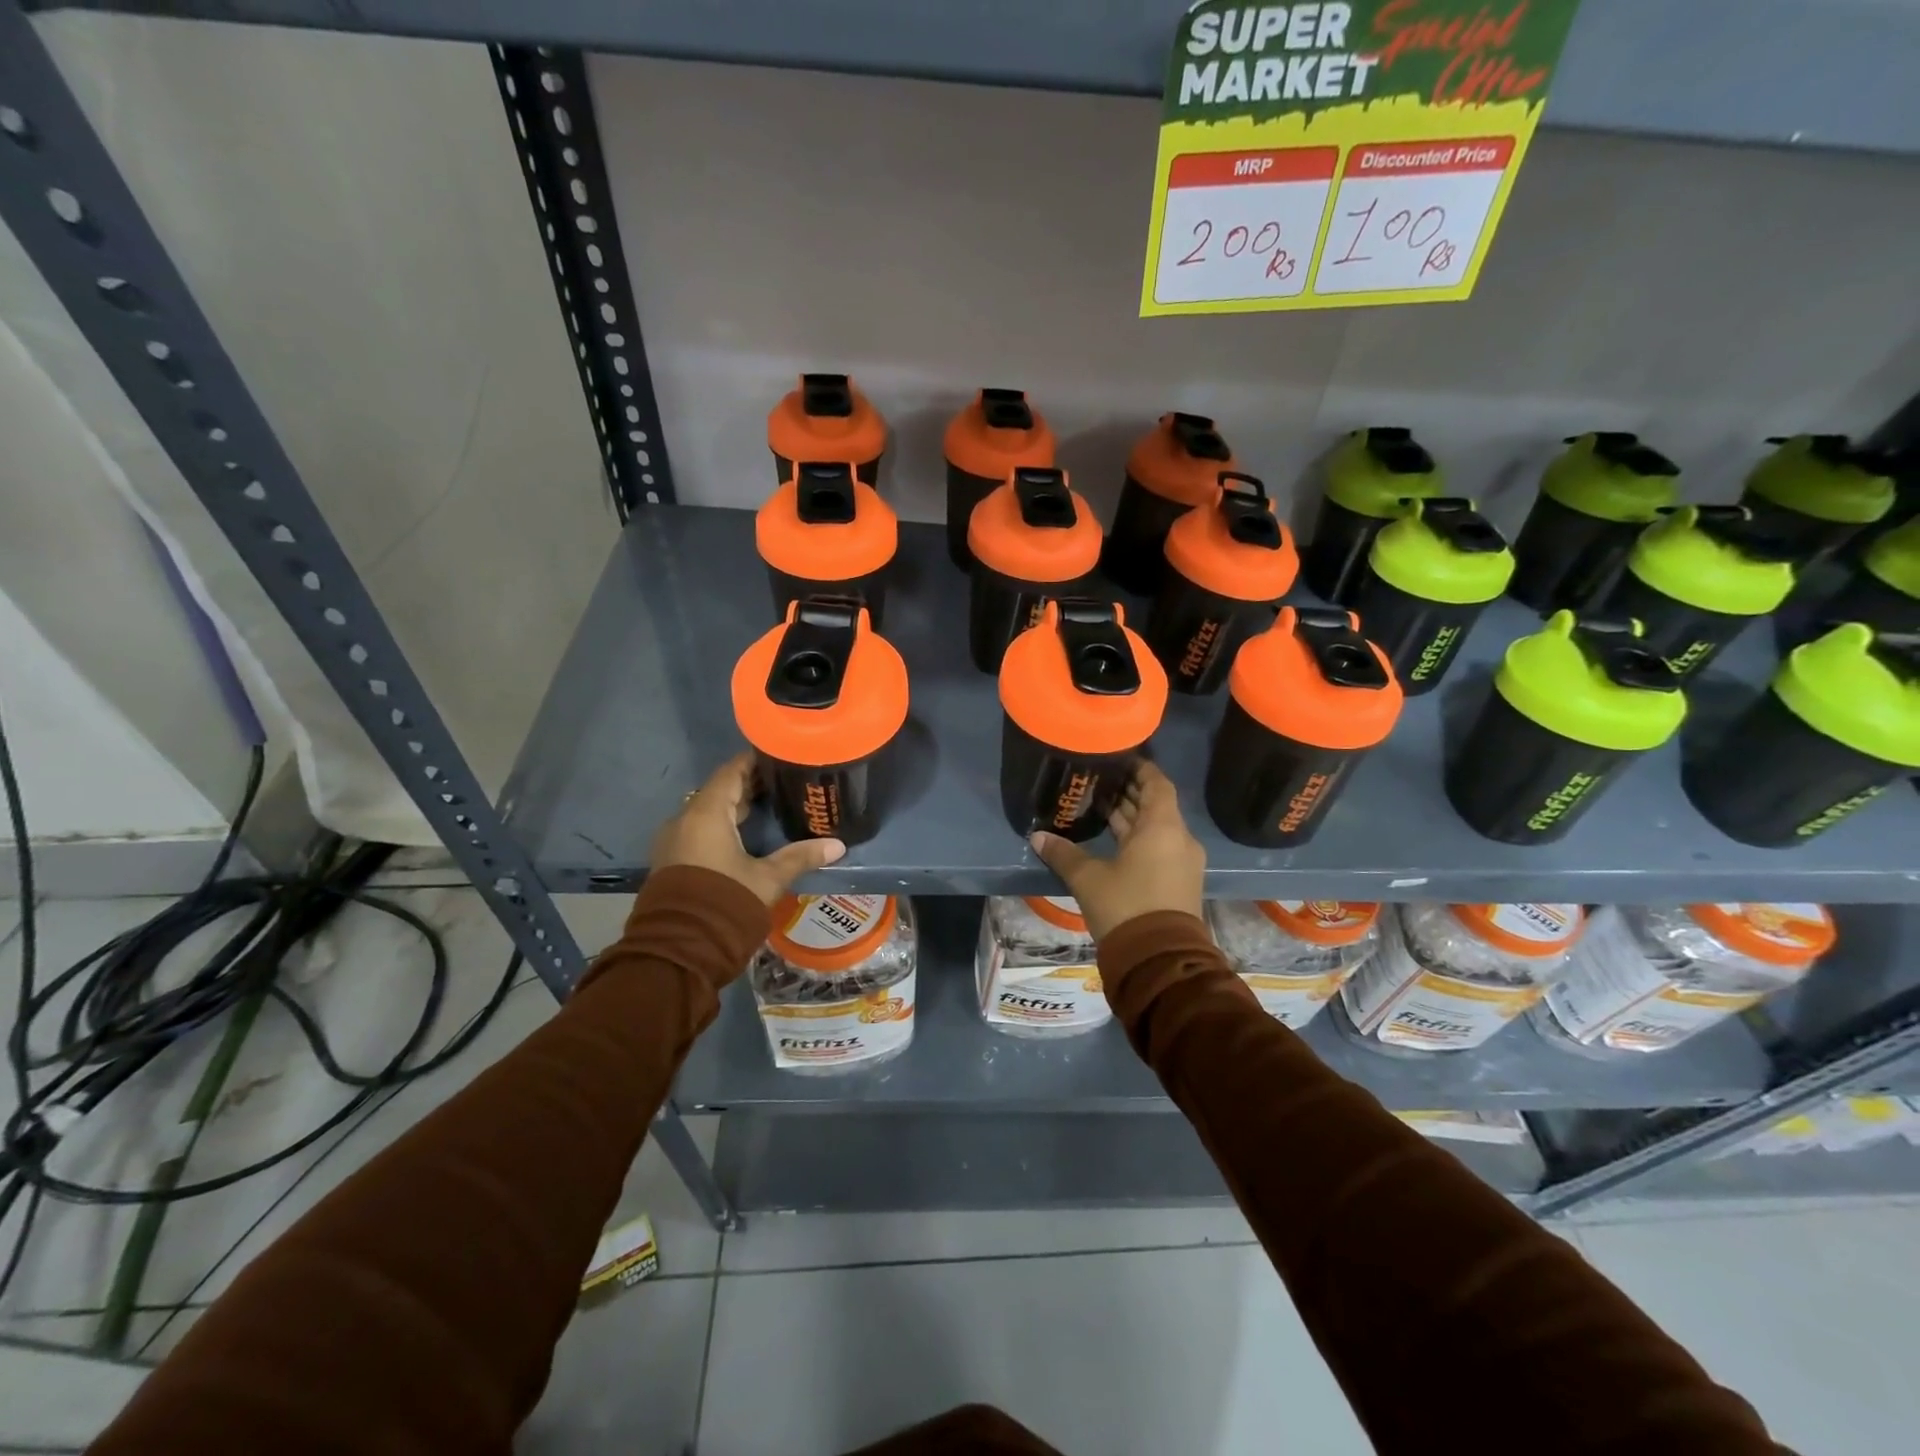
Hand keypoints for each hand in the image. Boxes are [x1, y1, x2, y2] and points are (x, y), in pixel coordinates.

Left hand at [652, 752, 844, 906]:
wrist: (679, 950)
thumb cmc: (726, 902)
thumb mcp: (768, 879)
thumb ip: (800, 857)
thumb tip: (838, 845)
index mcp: (706, 813)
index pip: (731, 771)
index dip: (755, 761)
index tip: (780, 756)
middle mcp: (685, 819)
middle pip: (720, 790)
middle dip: (750, 785)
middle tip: (784, 782)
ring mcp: (675, 841)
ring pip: (708, 812)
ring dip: (736, 807)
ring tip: (771, 806)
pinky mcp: (673, 861)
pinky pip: (700, 830)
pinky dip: (723, 825)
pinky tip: (747, 834)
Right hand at [1029, 762, 1204, 942]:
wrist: (1159, 960)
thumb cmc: (1125, 906)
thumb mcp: (1088, 878)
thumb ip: (1063, 854)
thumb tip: (1037, 837)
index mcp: (1163, 827)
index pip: (1157, 783)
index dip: (1140, 769)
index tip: (1119, 759)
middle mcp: (1179, 839)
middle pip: (1157, 805)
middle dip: (1130, 794)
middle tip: (1100, 781)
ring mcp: (1182, 863)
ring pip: (1157, 829)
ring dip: (1133, 818)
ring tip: (1101, 807)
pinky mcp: (1179, 883)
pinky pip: (1160, 848)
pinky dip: (1139, 839)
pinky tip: (1113, 841)